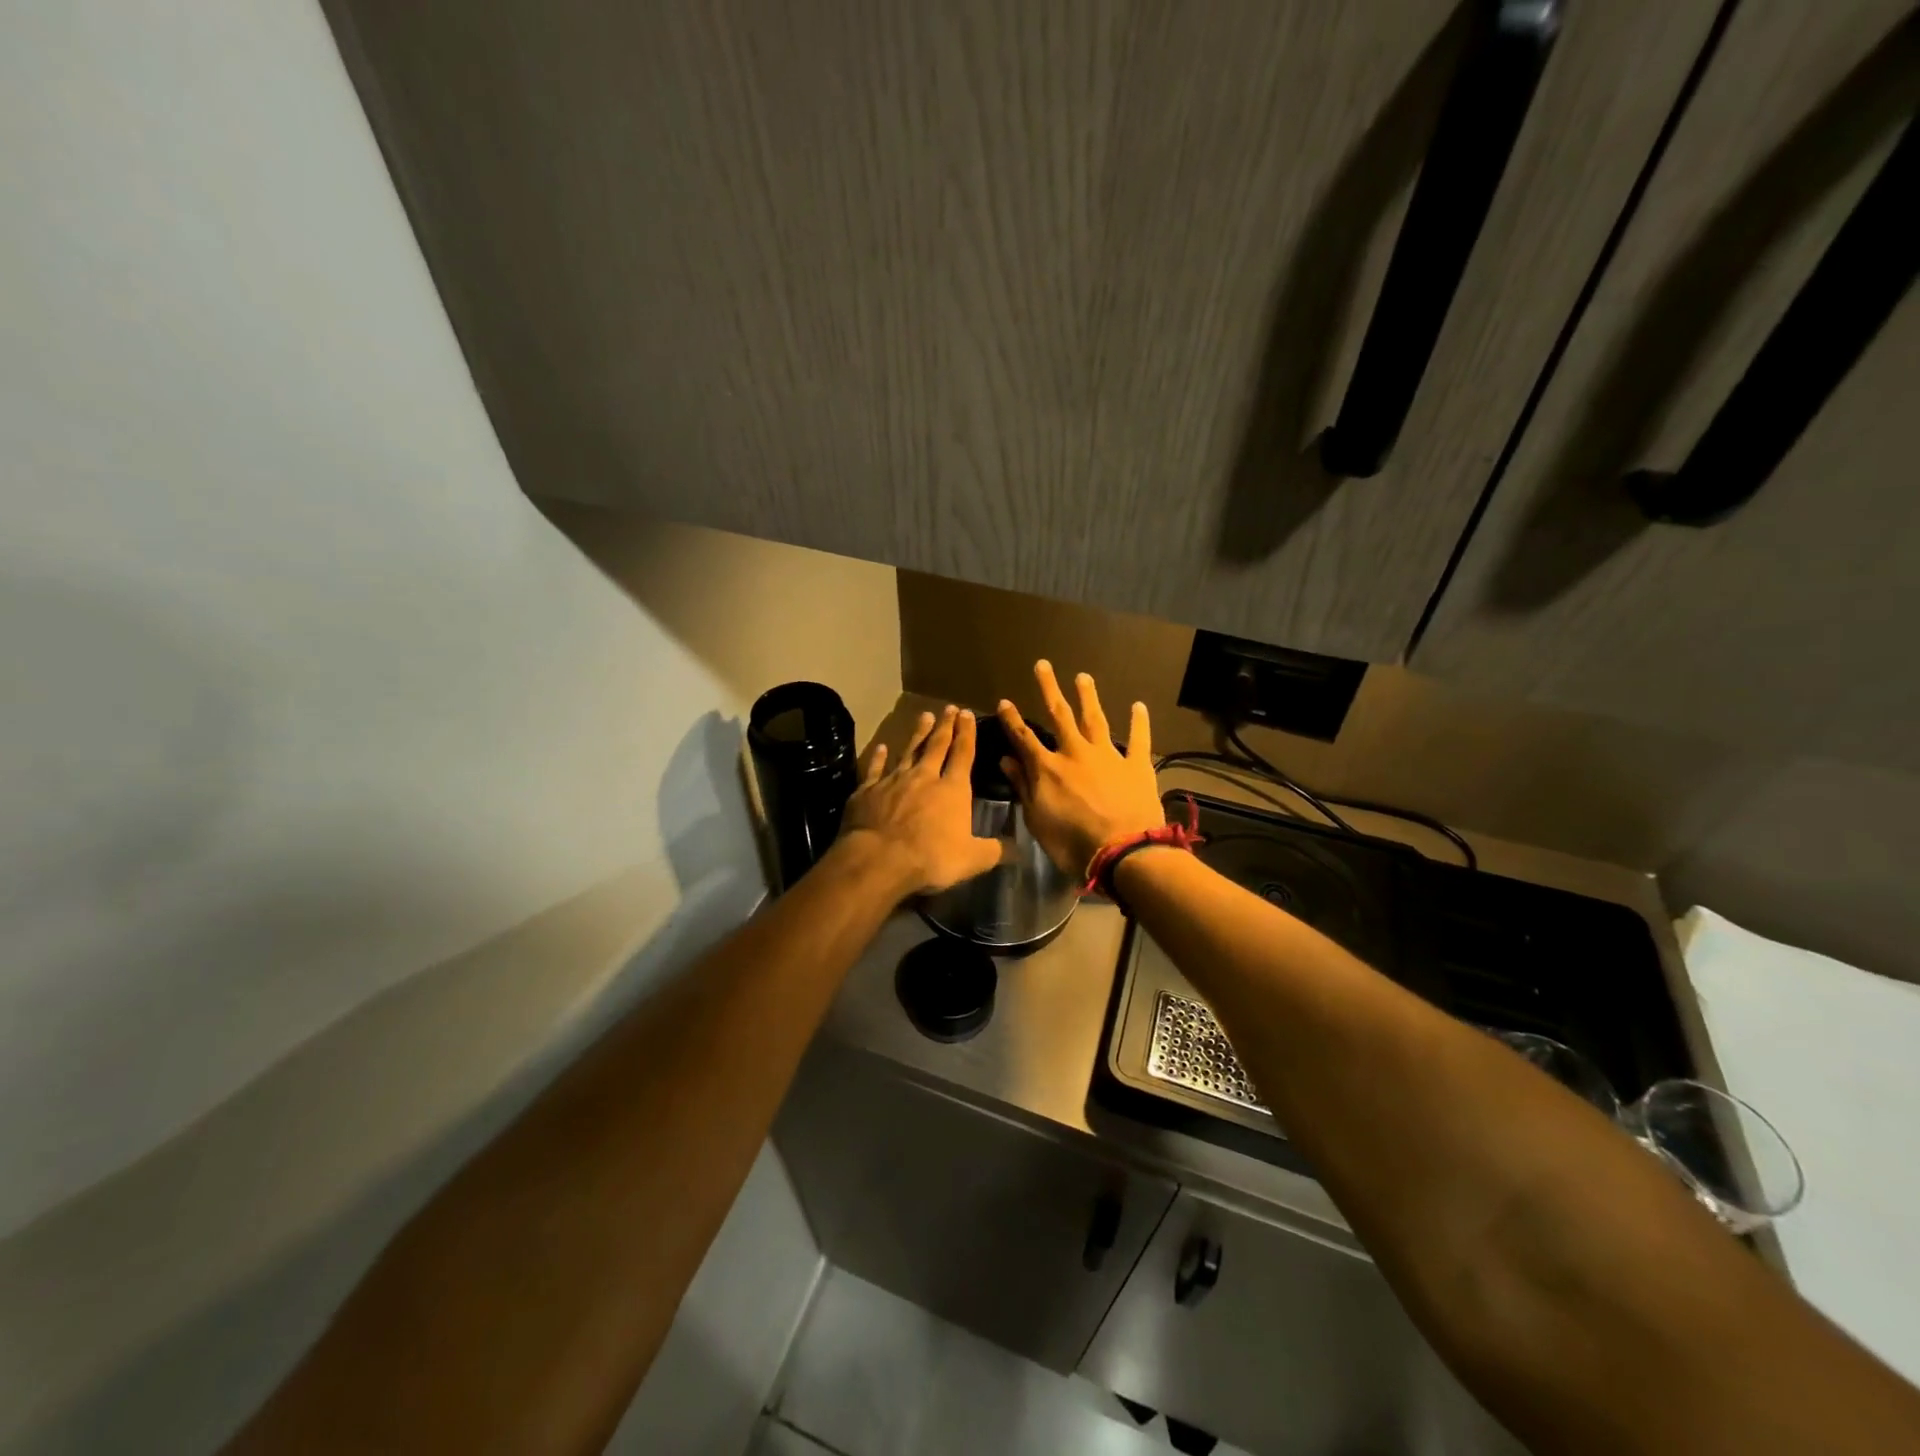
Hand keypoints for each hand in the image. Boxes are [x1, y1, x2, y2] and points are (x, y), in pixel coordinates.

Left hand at [837, 706, 1001, 895]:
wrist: (878, 859)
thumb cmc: (930, 858)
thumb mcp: (972, 860)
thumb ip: (996, 851)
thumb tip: (1020, 849)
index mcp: (952, 789)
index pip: (963, 754)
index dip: (967, 733)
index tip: (968, 714)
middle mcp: (924, 777)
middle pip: (936, 745)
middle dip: (945, 726)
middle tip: (949, 708)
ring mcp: (893, 781)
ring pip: (908, 751)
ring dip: (917, 734)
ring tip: (924, 716)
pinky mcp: (868, 791)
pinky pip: (876, 769)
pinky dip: (879, 757)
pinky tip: (881, 747)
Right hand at [996, 661, 1163, 878]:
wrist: (1123, 853)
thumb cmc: (1072, 844)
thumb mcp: (1037, 820)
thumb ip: (1023, 787)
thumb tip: (1006, 760)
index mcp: (1048, 768)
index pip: (1024, 738)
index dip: (1012, 719)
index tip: (1004, 701)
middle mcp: (1076, 753)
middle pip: (1060, 715)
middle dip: (1049, 689)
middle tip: (1043, 665)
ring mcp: (1108, 756)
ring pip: (1095, 719)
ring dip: (1088, 697)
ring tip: (1083, 677)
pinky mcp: (1136, 765)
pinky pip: (1138, 739)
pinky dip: (1138, 723)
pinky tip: (1138, 706)